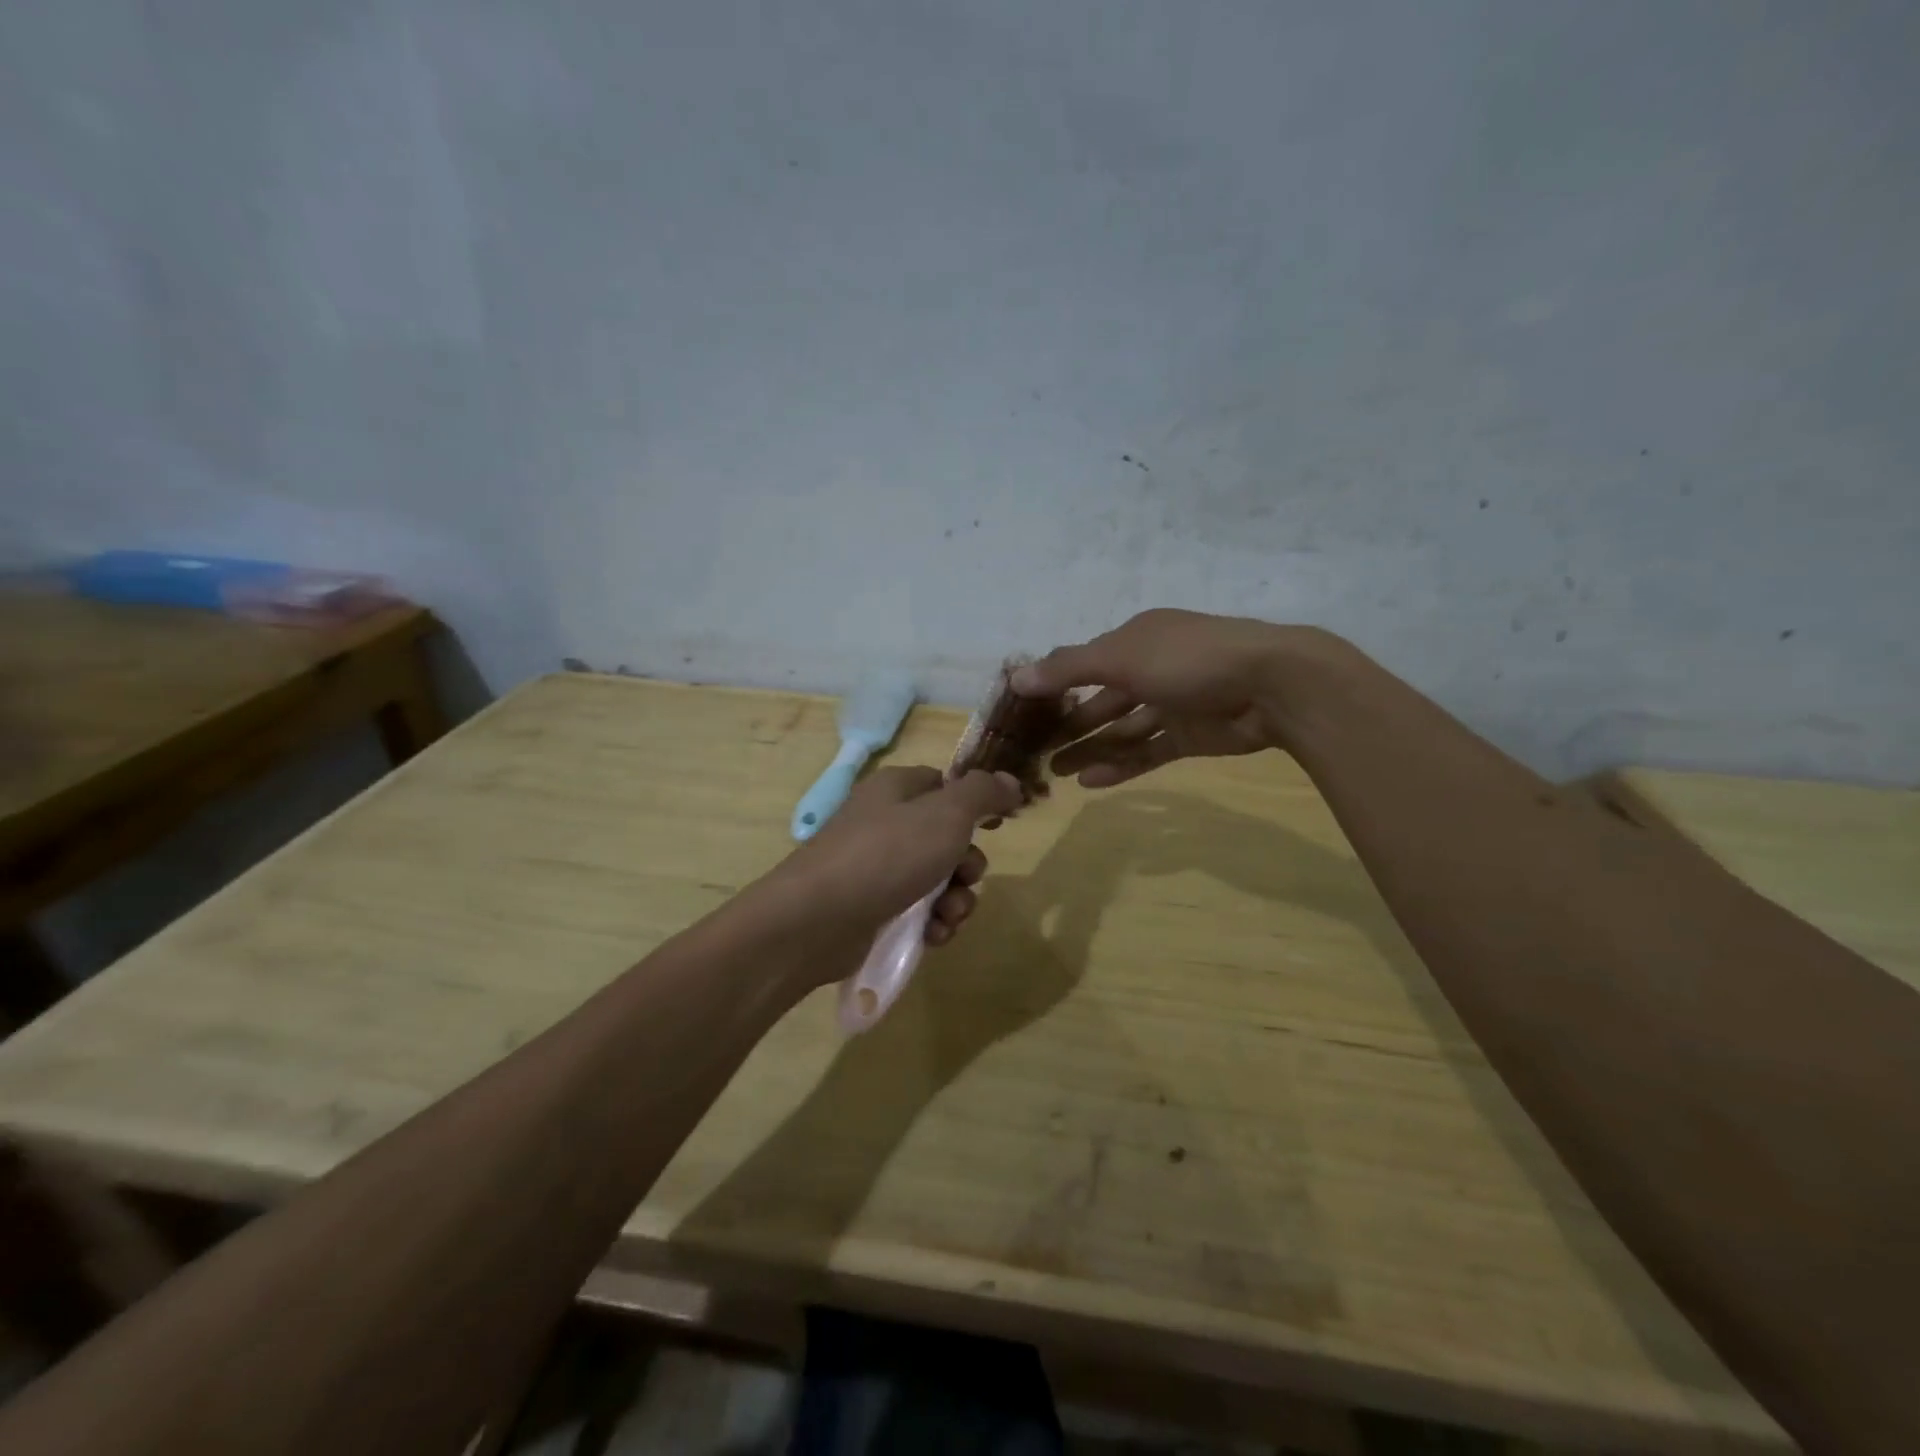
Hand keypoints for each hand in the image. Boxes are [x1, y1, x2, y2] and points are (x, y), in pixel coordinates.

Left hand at [772, 765, 1023, 953]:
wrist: (816, 919)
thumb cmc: (887, 855)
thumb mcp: (946, 814)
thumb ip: (983, 793)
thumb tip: (1012, 782)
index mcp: (897, 789)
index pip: (944, 785)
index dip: (974, 804)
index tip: (998, 825)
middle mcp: (884, 823)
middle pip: (946, 837)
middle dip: (968, 864)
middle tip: (967, 878)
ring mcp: (875, 868)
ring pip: (935, 879)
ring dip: (955, 900)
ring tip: (948, 917)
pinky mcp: (870, 908)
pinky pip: (915, 912)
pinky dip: (930, 924)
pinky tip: (932, 936)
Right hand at [1013, 609, 1335, 786]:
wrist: (1273, 686)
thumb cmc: (1188, 660)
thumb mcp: (1120, 658)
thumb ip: (1068, 668)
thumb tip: (1016, 678)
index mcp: (1135, 640)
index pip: (1084, 663)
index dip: (1053, 686)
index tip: (1023, 711)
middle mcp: (1152, 668)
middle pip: (1101, 700)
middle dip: (1069, 725)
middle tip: (1036, 751)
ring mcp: (1173, 704)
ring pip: (1122, 729)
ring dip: (1090, 749)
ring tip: (1056, 774)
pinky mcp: (1191, 736)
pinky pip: (1148, 751)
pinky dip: (1121, 765)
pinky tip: (1092, 783)